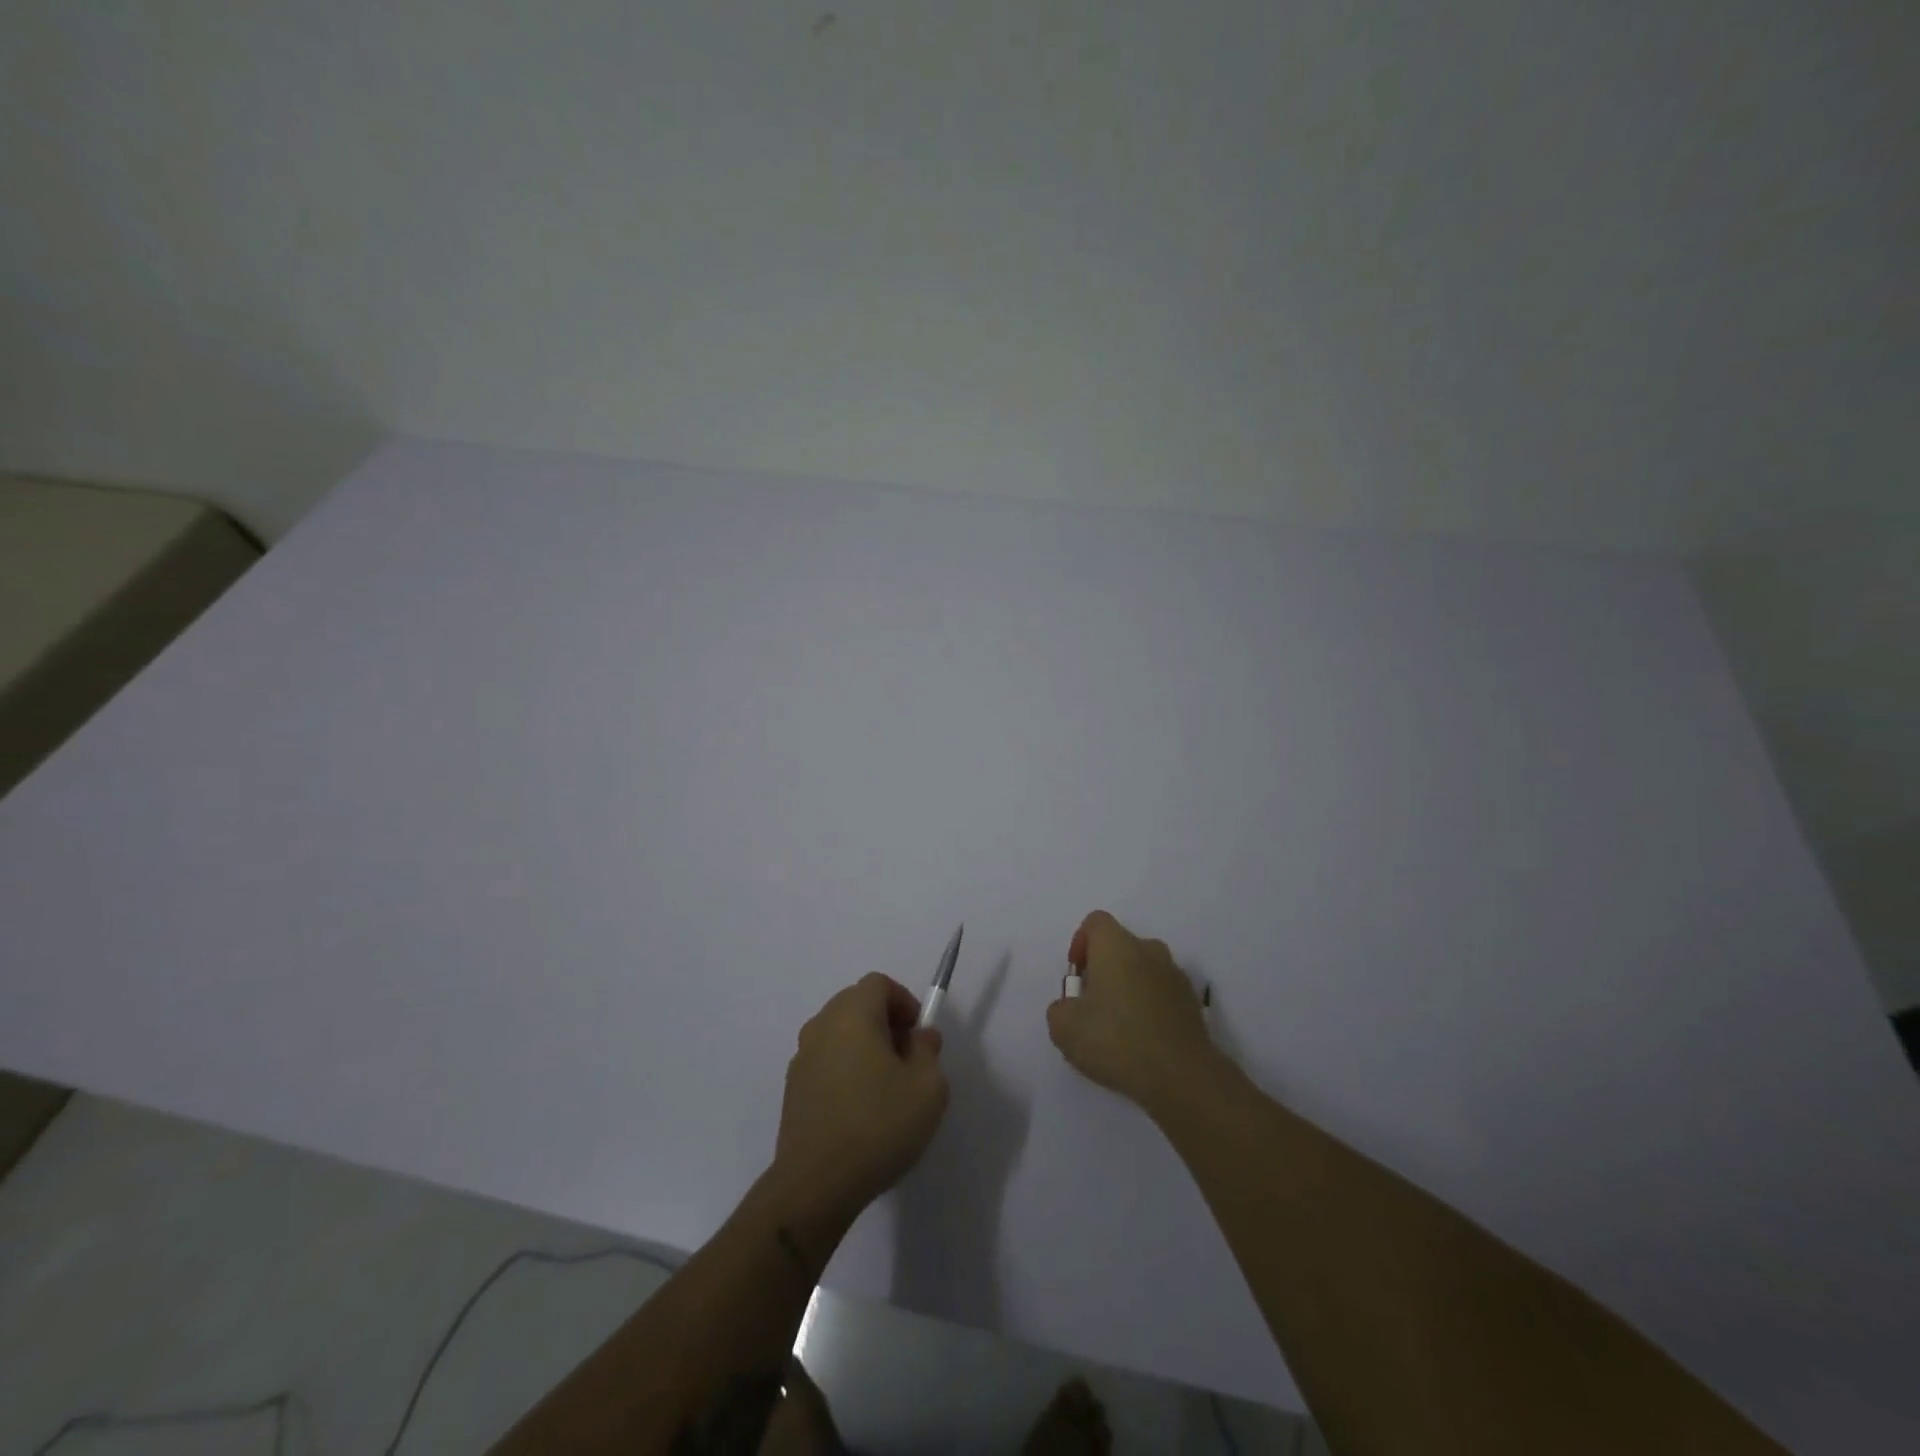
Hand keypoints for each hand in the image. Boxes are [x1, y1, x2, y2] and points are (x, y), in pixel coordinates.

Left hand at [772, 974, 949, 1225]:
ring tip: (884, 1087)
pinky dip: (844, 1069)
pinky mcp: (792, 1089)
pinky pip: (825, 1061)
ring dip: (863, 1046)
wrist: (816, 1184)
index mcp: (852, 1015)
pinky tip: (859, 1110)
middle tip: (906, 1058)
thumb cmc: (878, 1125)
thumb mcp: (927, 1087)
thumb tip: (919, 1037)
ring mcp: (801, 1058)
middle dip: (885, 1021)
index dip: (903, 1000)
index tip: (917, 1034)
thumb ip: (928, 1051)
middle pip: (855, 1003)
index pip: (878, 983)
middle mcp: (821, 1026)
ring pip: (839, 1033)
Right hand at [1047, 910, 1217, 1111]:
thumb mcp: (1064, 1028)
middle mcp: (1149, 950)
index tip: (1077, 977)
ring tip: (1119, 1027)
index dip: (1080, 943)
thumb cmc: (1116, 1040)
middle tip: (1093, 1005)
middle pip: (1120, 946)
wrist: (1181, 1076)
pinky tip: (1143, 1040)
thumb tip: (1072, 1007)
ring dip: (1129, 988)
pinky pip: (1162, 993)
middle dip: (1104, 969)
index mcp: (1116, 945)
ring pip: (1144, 969)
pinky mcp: (1192, 1002)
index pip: (1095, 922)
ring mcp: (1175, 975)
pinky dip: (1150, 1007)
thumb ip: (1060, 1009)